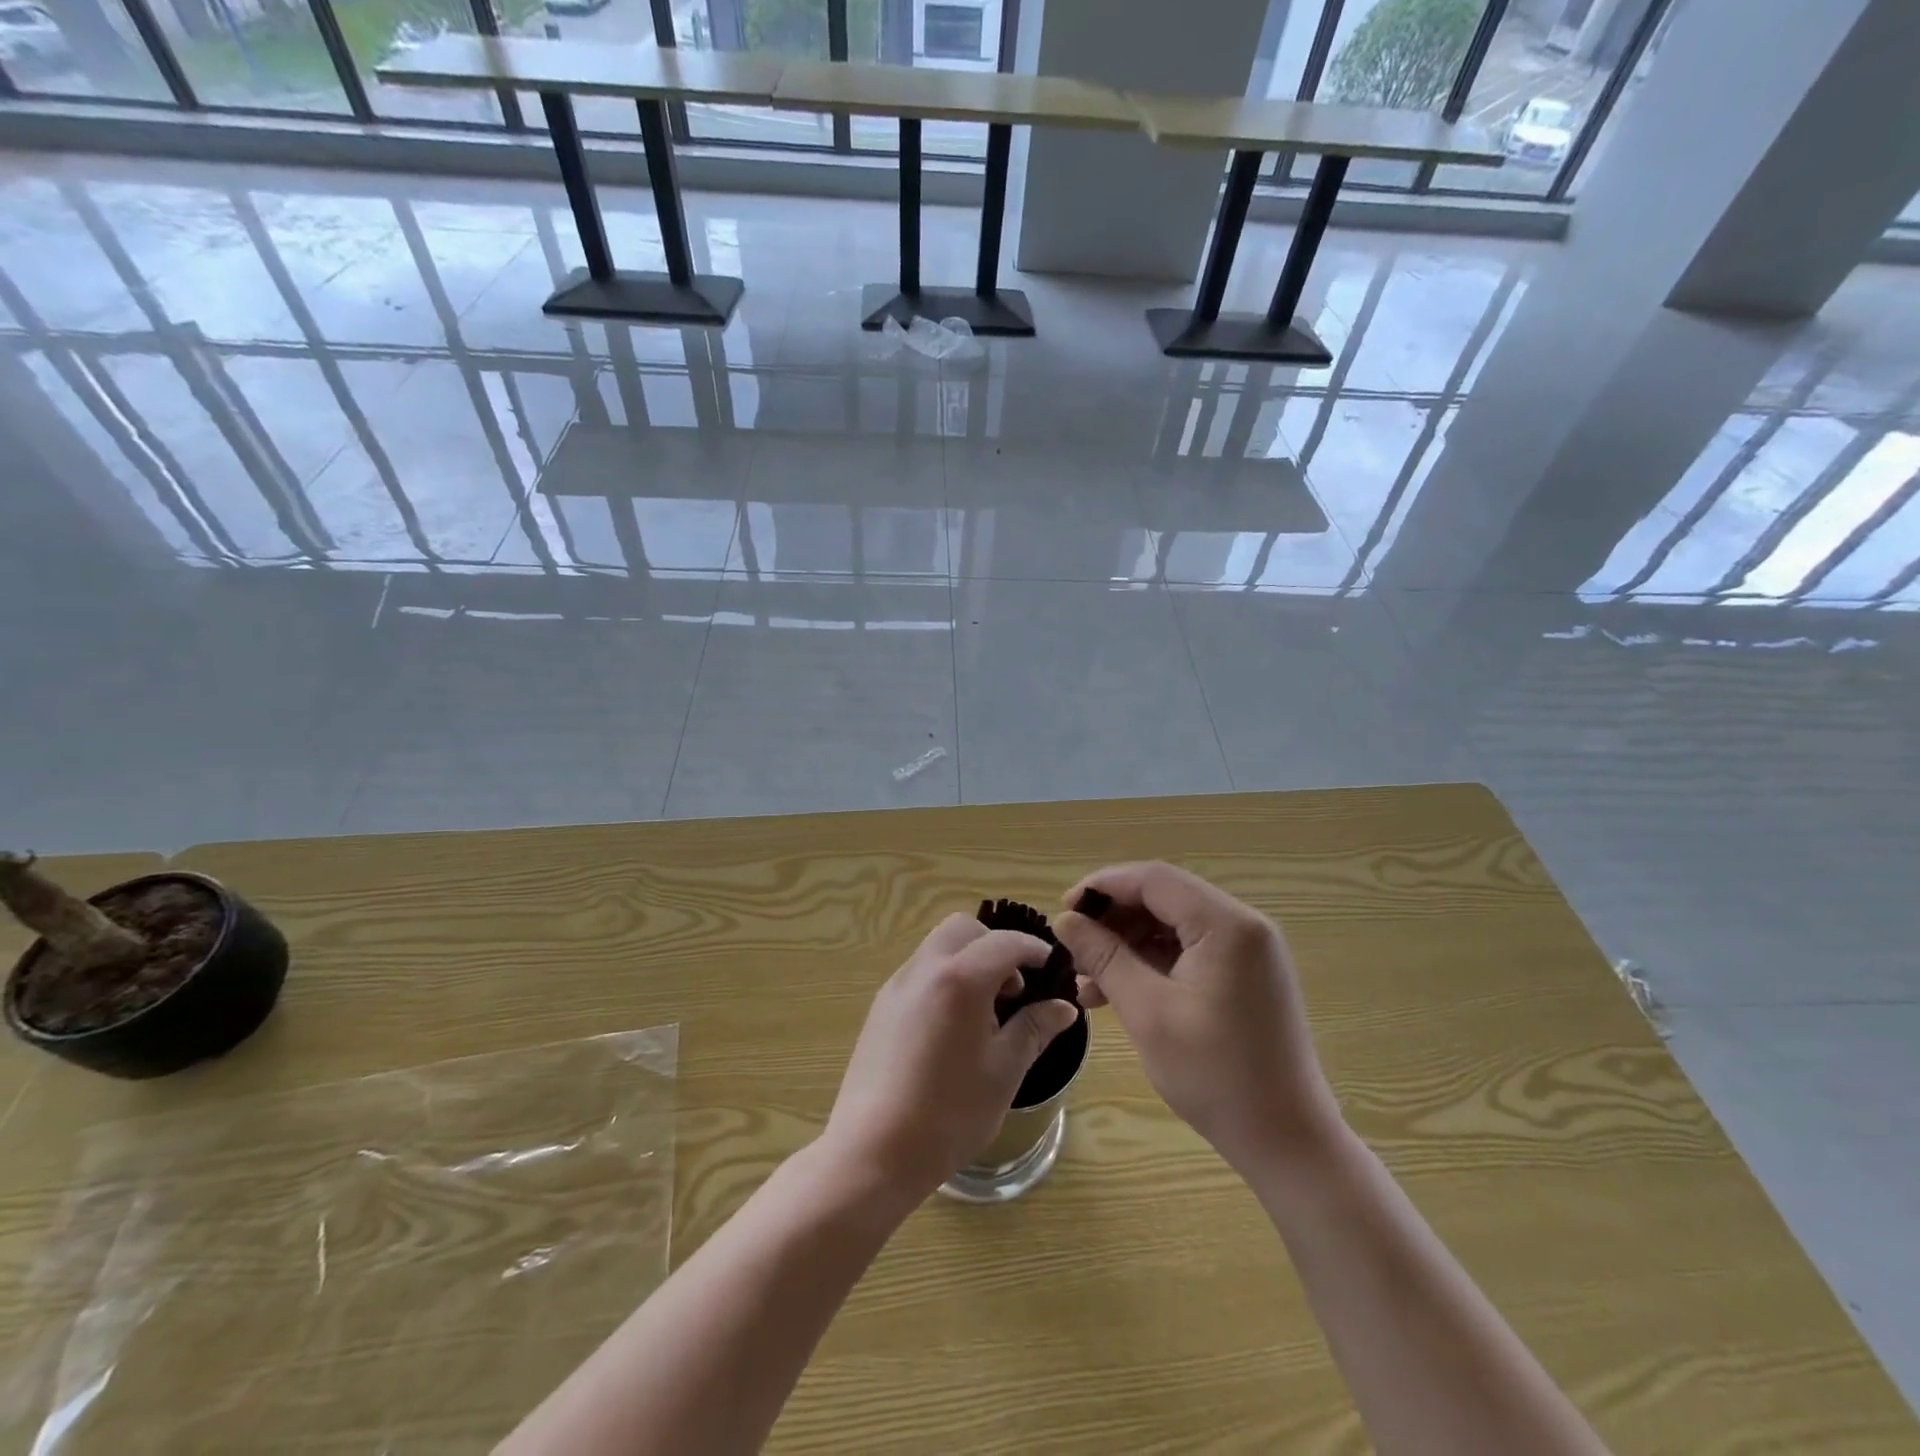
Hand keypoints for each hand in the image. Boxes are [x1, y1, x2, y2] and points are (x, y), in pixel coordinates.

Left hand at [821, 914, 1080, 1207]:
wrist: (873, 1152)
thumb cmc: (949, 1113)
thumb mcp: (1004, 1072)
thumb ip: (1033, 1029)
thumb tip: (1062, 1007)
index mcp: (960, 979)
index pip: (1005, 942)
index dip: (1034, 950)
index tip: (1052, 968)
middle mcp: (924, 969)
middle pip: (963, 930)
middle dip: (995, 947)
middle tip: (1013, 990)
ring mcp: (897, 986)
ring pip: (938, 948)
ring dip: (968, 961)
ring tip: (984, 1014)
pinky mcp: (880, 1007)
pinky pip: (920, 973)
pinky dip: (944, 979)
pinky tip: (952, 1028)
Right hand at [1053, 862, 1339, 1173]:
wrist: (1286, 1142)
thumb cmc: (1216, 1076)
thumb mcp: (1148, 1012)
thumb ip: (1104, 957)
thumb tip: (1065, 920)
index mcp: (1226, 925)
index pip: (1153, 879)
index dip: (1102, 887)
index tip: (1063, 911)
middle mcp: (1243, 925)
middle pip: (1164, 897)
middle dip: (1113, 918)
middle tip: (1073, 946)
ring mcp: (1248, 951)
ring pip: (1173, 924)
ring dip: (1128, 942)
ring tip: (1087, 978)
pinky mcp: (1246, 974)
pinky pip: (1190, 949)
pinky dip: (1152, 962)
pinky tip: (1117, 990)